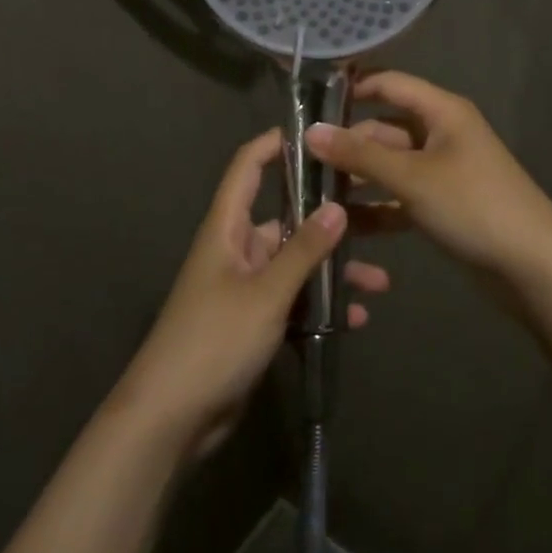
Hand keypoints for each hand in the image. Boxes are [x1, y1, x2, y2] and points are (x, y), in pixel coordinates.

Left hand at [111, 129, 391, 462]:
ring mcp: (245, 288)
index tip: (318, 135)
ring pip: (296, 265)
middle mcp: (236, 250)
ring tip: (379, 283)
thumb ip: (303, 250)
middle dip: (329, 222)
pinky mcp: (253, 322)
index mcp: (227, 228)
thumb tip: (337, 208)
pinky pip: (294, 302)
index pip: (248, 167)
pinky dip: (321, 307)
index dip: (276, 144)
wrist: (171, 417)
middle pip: (285, 220)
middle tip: (377, 216)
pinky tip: (354, 320)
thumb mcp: (265, 293)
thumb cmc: (214, 340)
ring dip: (333, 272)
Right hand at [304, 71, 551, 284]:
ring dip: (356, 178)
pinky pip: (400, 197)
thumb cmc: (473, 205)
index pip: (390, 84)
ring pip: (389, 166)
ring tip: (311, 194)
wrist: (533, 267)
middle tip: (299, 161)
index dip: (352, 88)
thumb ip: (360, 155)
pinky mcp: (442, 205)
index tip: (308, 102)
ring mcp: (441, 171)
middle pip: (384, 129)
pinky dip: (376, 207)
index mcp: (442, 112)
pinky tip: (343, 223)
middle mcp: (441, 134)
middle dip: (347, 144)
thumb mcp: (412, 177)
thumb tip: (310, 131)